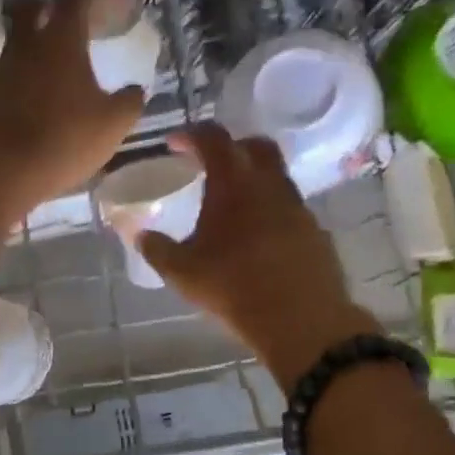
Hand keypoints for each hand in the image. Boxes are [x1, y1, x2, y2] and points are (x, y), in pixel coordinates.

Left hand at [0, 0, 146, 205]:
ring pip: (21, 37)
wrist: (5, 172)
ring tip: (66, 61)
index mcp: (61, 39)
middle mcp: (28, 44)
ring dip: (41, 40)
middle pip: (33, 4)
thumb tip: (136, 90)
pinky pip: (16, 68)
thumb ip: (130, 101)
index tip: (113, 4)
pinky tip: (50, 91)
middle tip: (77, 22)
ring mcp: (7, 69)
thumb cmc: (65, 140)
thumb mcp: (113, 124)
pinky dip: (33, 70)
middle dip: (54, 5)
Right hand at [139, 123, 381, 384]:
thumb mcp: (181, 272)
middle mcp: (270, 184)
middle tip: (210, 164)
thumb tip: (140, 235)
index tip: (175, 144)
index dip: (192, 135)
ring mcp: (297, 207)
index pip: (213, 139)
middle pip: (255, 146)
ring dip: (253, 181)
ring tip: (231, 206)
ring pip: (275, 178)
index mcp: (234, 183)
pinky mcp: (314, 232)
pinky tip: (256, 238)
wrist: (299, 319)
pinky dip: (269, 210)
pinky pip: (288, 208)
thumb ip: (156, 249)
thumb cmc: (233, 287)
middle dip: (231, 147)